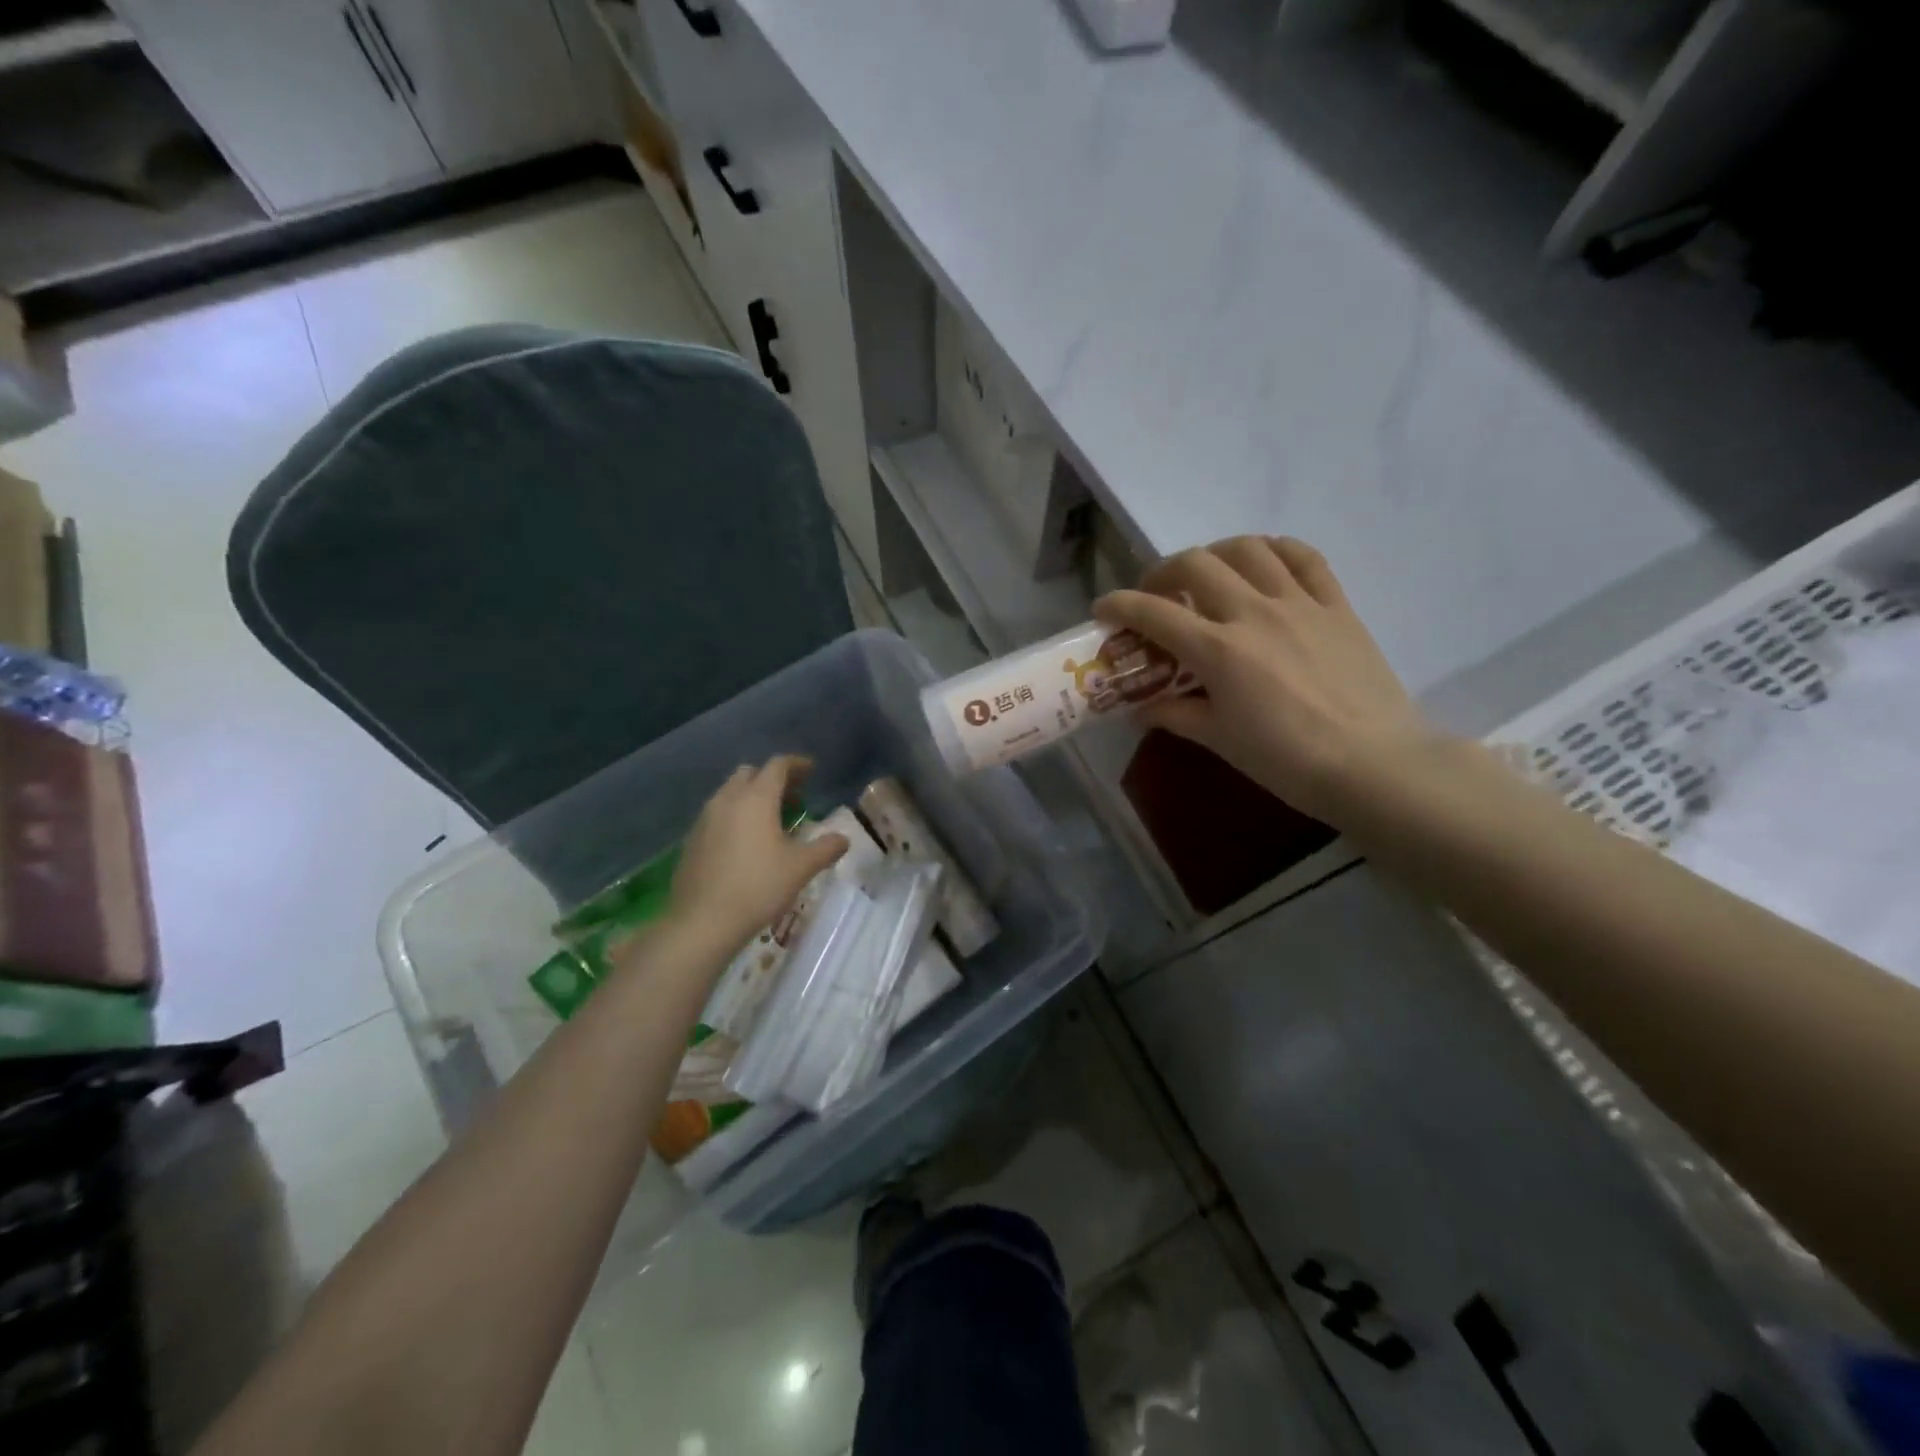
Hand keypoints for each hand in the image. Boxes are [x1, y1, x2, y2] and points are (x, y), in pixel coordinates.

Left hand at [667, 756, 848, 950]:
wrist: (702, 922)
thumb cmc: (758, 887)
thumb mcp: (801, 868)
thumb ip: (826, 848)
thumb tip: (843, 838)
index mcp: (756, 799)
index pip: (777, 766)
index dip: (796, 764)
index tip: (811, 771)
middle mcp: (727, 800)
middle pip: (750, 774)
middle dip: (772, 778)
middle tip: (793, 796)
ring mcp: (705, 819)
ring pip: (730, 793)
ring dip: (751, 796)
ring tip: (770, 820)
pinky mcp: (692, 840)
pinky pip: (717, 814)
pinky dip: (734, 816)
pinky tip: (745, 842)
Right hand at [1095, 537, 1439, 823]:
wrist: (1373, 765)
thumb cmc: (1286, 760)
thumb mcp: (1220, 740)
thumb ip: (1176, 715)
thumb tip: (1141, 709)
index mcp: (1218, 650)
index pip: (1154, 612)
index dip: (1120, 604)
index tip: (1103, 608)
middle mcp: (1253, 613)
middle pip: (1197, 564)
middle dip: (1164, 571)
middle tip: (1158, 594)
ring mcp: (1300, 603)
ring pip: (1249, 549)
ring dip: (1216, 552)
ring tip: (1209, 572)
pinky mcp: (1337, 606)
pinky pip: (1305, 558)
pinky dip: (1276, 549)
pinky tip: (1265, 560)